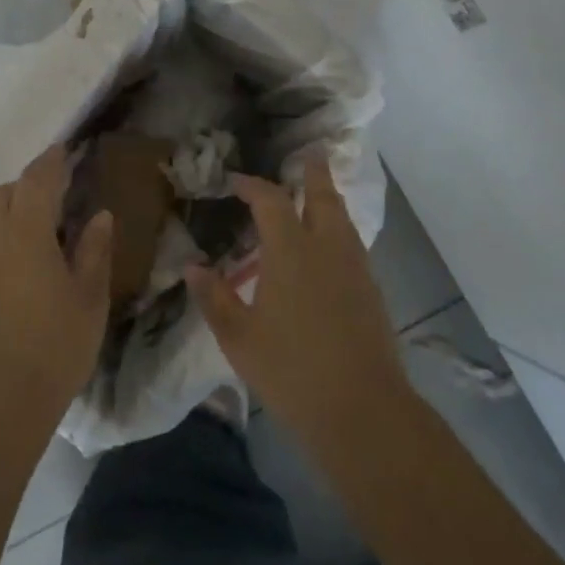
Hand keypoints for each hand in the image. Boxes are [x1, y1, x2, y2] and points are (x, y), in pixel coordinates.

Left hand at [0, 145, 112, 427]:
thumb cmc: (54, 346)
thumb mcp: (89, 299)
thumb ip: (94, 250)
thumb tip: (99, 215)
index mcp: (26, 231)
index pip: (37, 179)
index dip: (51, 161)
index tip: (63, 149)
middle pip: (4, 194)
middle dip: (26, 187)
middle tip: (52, 200)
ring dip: (6, 215)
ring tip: (30, 235)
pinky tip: (7, 272)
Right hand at [189, 155, 409, 460]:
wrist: (362, 409)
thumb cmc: (291, 370)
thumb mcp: (238, 337)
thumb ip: (214, 298)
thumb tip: (193, 268)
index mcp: (290, 251)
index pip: (270, 200)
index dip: (252, 185)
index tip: (236, 182)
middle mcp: (327, 248)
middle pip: (323, 197)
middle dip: (314, 173)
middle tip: (309, 154)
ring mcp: (355, 268)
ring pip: (343, 220)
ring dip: (329, 200)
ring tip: (318, 193)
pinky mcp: (371, 291)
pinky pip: (352, 244)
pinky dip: (339, 230)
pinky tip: (328, 248)